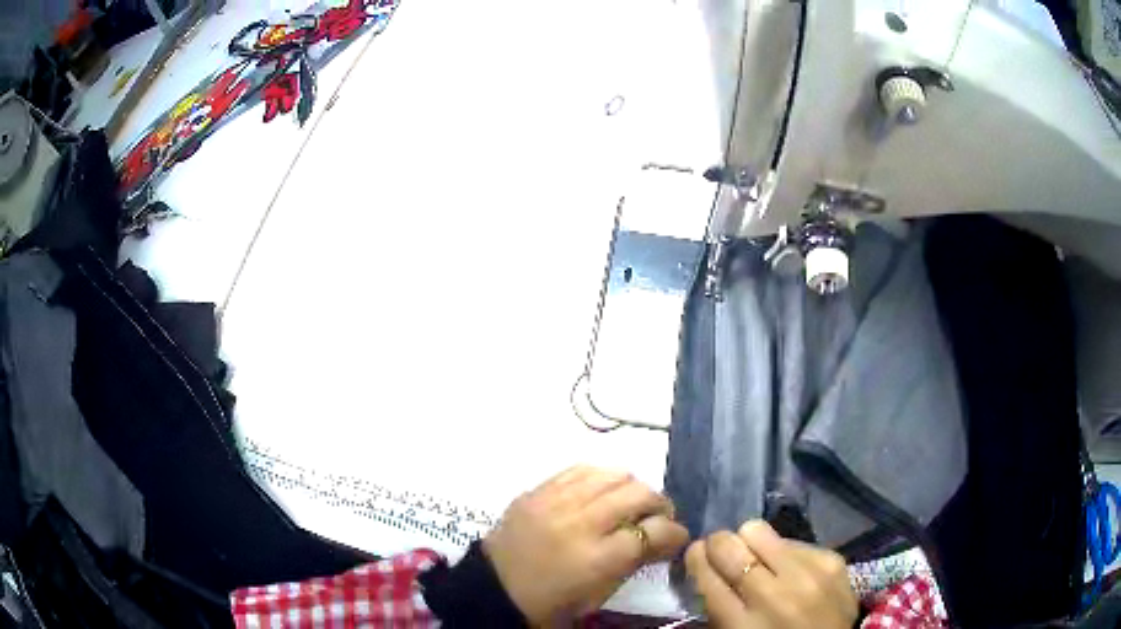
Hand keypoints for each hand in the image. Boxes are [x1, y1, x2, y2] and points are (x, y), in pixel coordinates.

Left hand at [483, 466, 688, 624]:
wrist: (493, 589)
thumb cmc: (550, 603)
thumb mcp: (598, 595)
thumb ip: (634, 563)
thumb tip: (664, 539)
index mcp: (597, 559)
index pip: (654, 531)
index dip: (675, 533)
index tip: (677, 537)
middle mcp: (580, 522)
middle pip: (639, 493)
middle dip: (660, 505)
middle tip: (658, 519)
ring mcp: (556, 501)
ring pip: (614, 474)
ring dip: (632, 488)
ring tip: (630, 504)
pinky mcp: (537, 490)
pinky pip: (582, 469)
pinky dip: (601, 479)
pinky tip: (602, 493)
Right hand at [685, 521, 857, 628]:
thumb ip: (719, 607)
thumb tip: (706, 566)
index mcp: (742, 625)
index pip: (707, 576)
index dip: (696, 558)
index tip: (696, 552)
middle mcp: (773, 597)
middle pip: (729, 547)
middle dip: (718, 544)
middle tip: (721, 550)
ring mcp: (807, 575)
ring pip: (758, 531)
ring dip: (750, 541)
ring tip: (756, 554)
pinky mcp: (831, 560)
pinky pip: (792, 540)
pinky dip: (783, 551)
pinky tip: (788, 567)